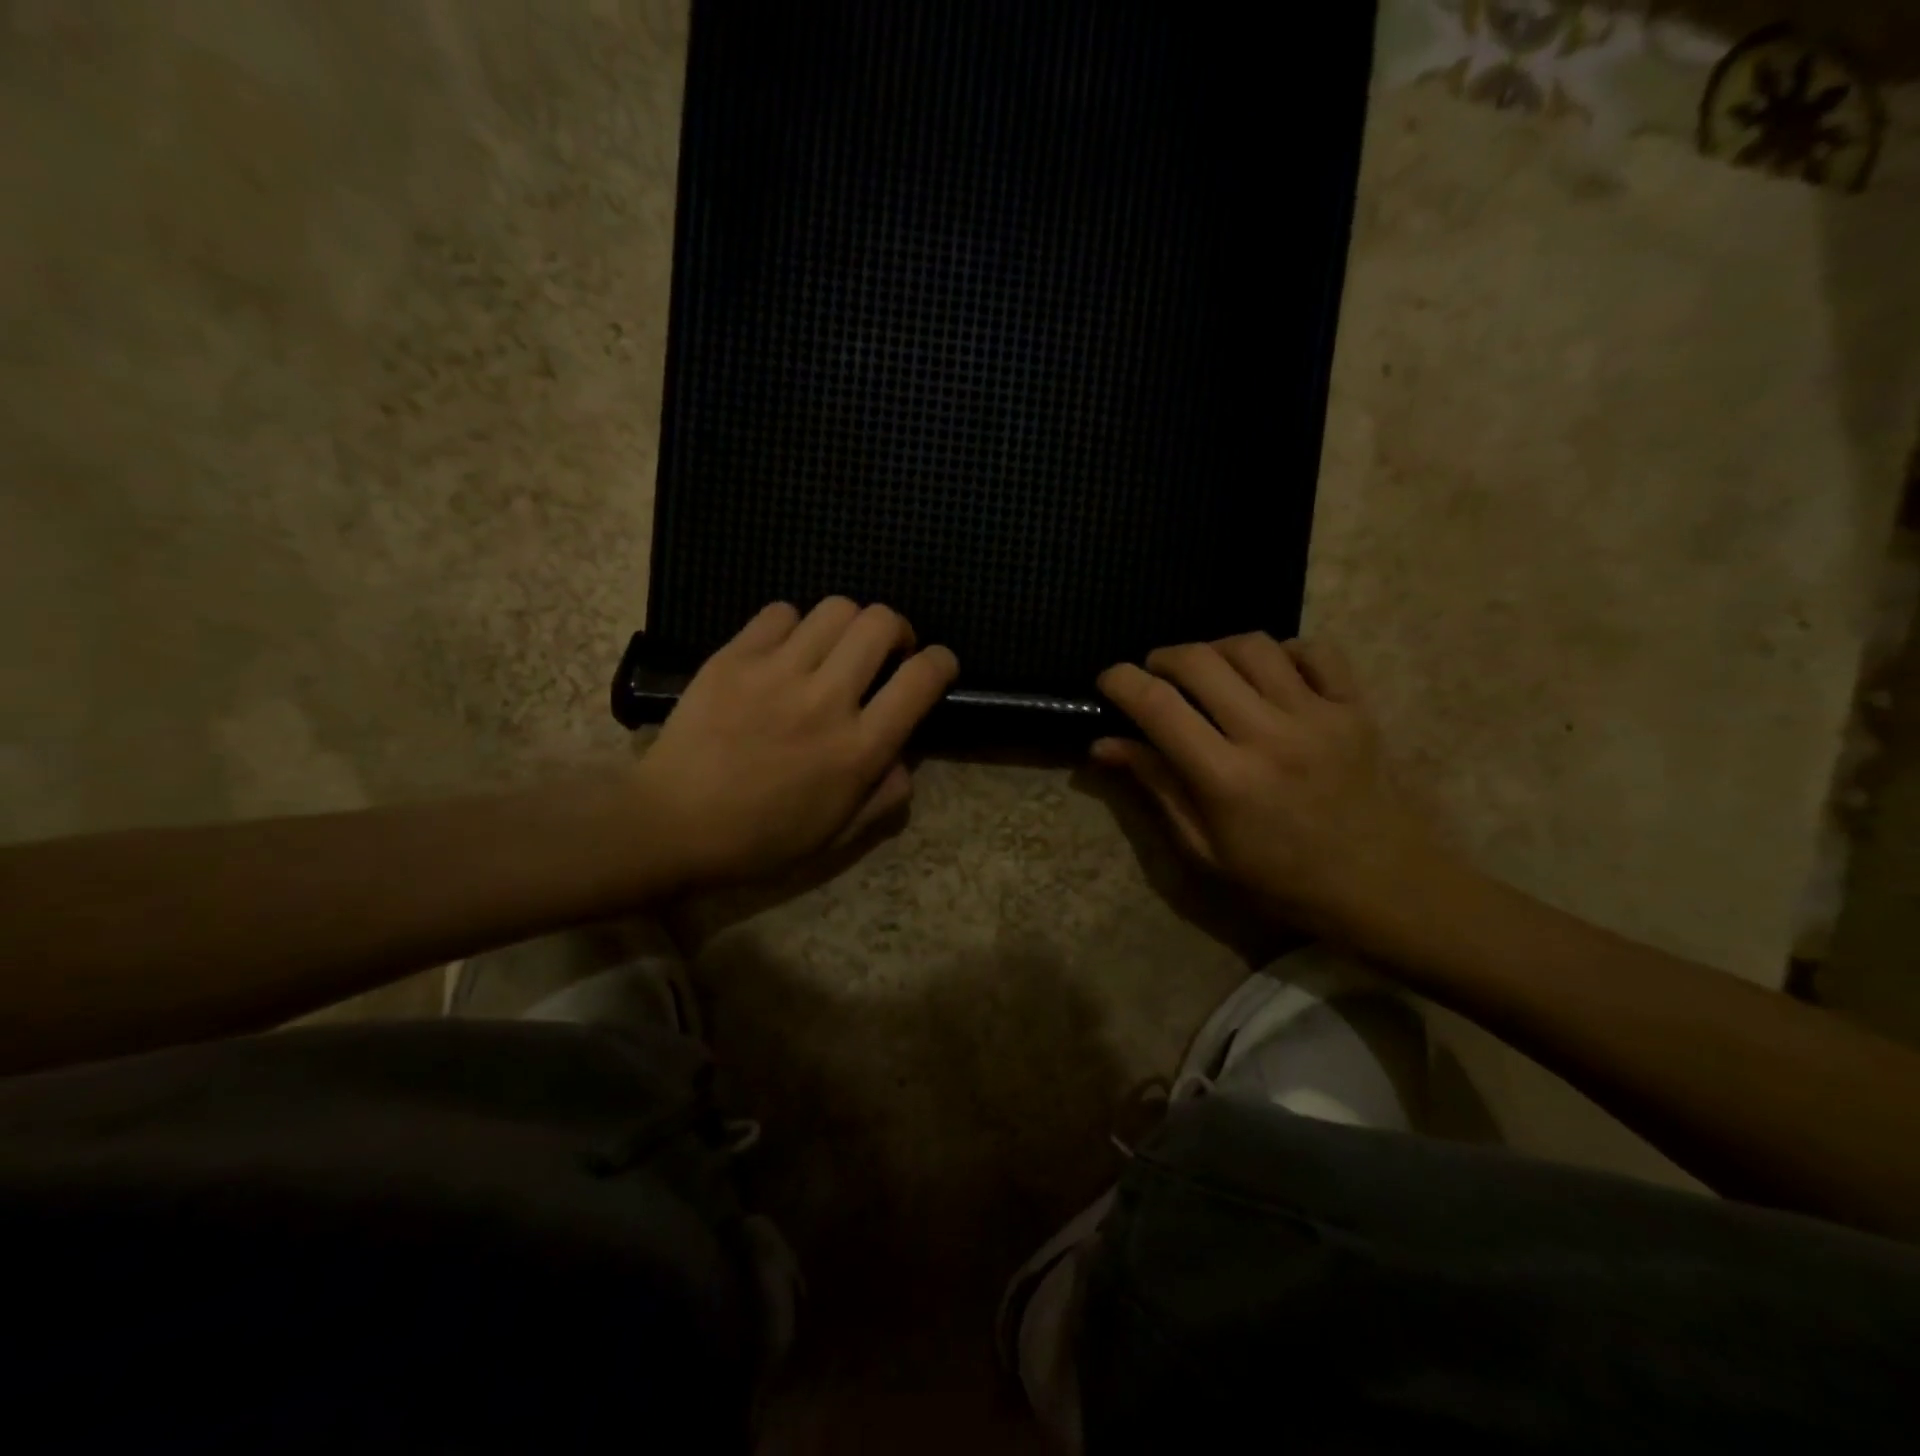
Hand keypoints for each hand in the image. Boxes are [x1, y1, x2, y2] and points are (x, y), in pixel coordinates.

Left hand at [636, 598, 957, 884]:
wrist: (672, 824)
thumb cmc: (760, 839)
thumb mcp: (837, 836)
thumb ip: (885, 797)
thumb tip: (905, 759)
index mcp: (858, 749)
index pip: (921, 679)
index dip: (942, 662)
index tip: (938, 664)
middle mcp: (826, 700)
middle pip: (880, 623)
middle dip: (897, 629)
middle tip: (885, 650)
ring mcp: (777, 673)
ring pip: (835, 609)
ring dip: (849, 623)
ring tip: (835, 647)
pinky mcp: (734, 658)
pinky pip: (779, 612)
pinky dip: (794, 625)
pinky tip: (785, 651)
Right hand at [1095, 634, 1444, 941]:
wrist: (1386, 888)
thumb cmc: (1282, 880)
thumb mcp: (1205, 849)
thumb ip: (1157, 787)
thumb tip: (1103, 744)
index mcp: (1226, 779)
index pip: (1158, 706)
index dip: (1120, 681)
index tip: (1108, 681)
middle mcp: (1270, 735)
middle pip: (1200, 661)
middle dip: (1163, 658)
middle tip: (1155, 676)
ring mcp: (1319, 716)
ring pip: (1253, 646)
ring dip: (1216, 649)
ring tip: (1207, 672)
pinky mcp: (1356, 707)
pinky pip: (1315, 650)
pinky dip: (1281, 651)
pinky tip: (1268, 674)